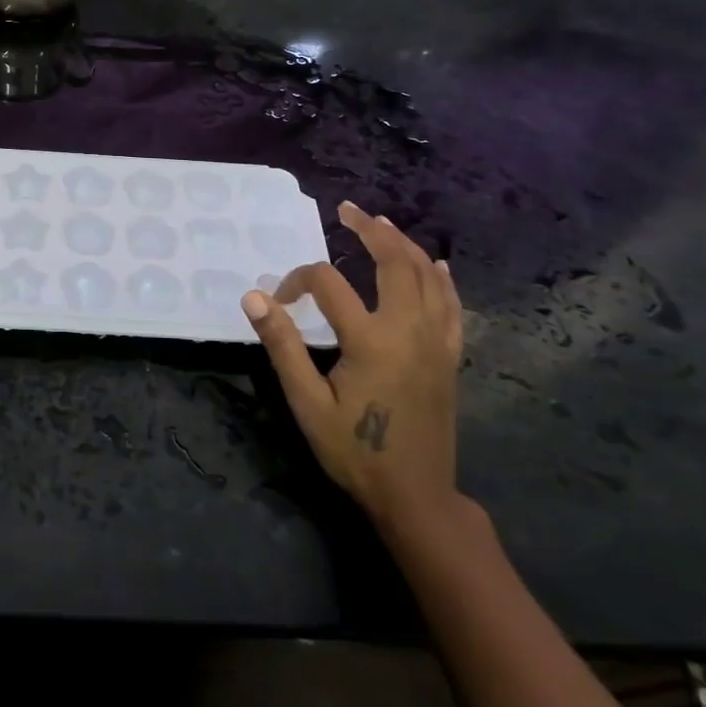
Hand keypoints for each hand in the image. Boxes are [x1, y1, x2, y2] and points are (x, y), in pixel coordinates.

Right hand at [241, 202, 462, 526]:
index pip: (327, 284)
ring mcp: (436, 342)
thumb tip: (254, 297)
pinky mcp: (449, 356)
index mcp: (370, 340)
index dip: (296, 281)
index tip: (277, 301)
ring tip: (381, 224)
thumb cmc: (355, 452)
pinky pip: (451, 305)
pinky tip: (434, 264)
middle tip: (347, 210)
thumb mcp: (308, 404)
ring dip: (403, 244)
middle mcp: (409, 330)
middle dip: (369, 231)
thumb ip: (282, 346)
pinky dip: (441, 279)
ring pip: (426, 276)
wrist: (416, 496)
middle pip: (393, 262)